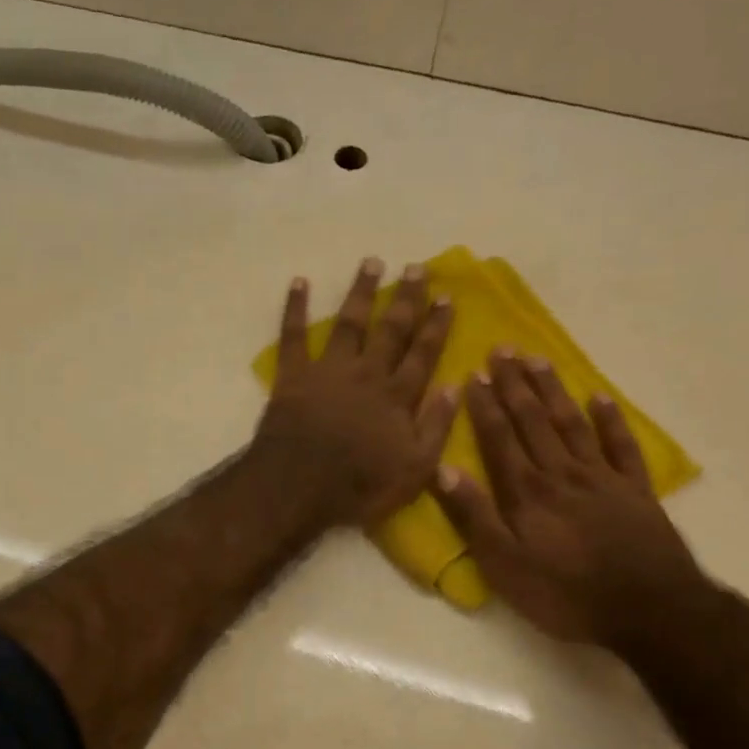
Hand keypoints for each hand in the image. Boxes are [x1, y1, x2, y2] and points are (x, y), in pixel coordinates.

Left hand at [253, 257, 456, 528]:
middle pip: (391, 329)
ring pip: (349, 322)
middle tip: (417, 267)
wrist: (298, 486)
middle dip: (406, 298)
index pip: (423, 354)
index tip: (447, 297)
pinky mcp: (294, 375)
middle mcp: (367, 373)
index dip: (436, 325)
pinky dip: (295, 308)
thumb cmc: (359, 485)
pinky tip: (299, 282)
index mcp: (398, 396)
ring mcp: (329, 370)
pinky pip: (293, 335)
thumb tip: (455, 386)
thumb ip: (436, 426)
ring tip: (371, 262)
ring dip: (361, 292)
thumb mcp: (414, 468)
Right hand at [432, 351, 714, 649]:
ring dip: (553, 391)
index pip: (499, 439)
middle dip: (515, 386)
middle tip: (503, 350)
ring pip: (572, 424)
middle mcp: (562, 474)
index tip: (473, 375)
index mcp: (526, 492)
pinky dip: (611, 420)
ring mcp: (603, 478)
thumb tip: (443, 470)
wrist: (648, 609)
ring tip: (538, 360)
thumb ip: (474, 516)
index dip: (485, 407)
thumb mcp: (504, 564)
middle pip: (534, 421)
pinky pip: (622, 446)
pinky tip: (600, 398)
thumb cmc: (564, 593)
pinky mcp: (636, 490)